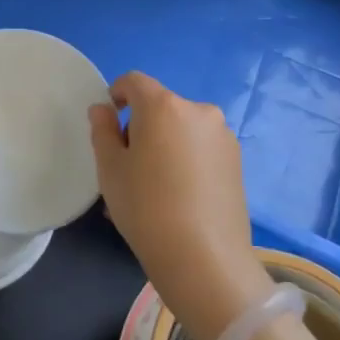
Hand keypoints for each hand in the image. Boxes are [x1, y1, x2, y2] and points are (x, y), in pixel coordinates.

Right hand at [89, 73, 272, 339]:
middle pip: (160, 106)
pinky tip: (177, 197)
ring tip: (152, 187)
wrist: (204, 258)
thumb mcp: (110, 169)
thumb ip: (102, 130)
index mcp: (163, 106)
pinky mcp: (237, 162)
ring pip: (182, 129)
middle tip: (127, 166)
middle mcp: (198, 111)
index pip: (134, 82)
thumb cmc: (145, 207)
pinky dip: (184, 160)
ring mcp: (222, 136)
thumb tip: (103, 109)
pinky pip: (200, 149)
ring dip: (164, 144)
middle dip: (141, 126)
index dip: (117, 94)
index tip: (108, 123)